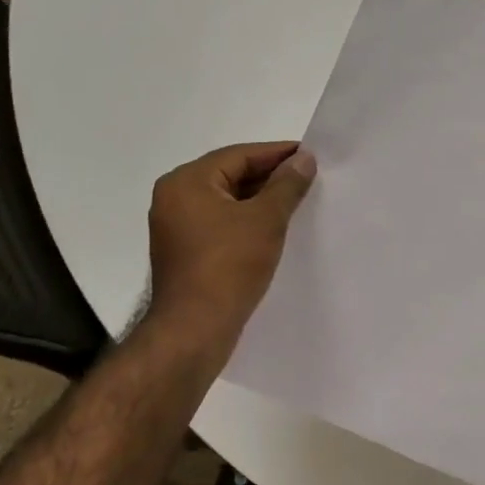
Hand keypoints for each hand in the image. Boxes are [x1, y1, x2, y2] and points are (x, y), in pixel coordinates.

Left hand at [146, 142, 315, 352]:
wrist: (194, 330)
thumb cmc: (229, 266)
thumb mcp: (265, 220)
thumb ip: (286, 185)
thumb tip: (304, 159)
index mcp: (186, 182)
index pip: (238, 156)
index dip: (277, 154)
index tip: (310, 155)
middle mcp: (174, 198)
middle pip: (230, 176)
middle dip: (270, 177)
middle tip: (308, 178)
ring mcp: (176, 228)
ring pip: (226, 202)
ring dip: (260, 201)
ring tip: (298, 202)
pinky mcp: (185, 253)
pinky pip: (220, 225)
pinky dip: (246, 222)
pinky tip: (274, 229)